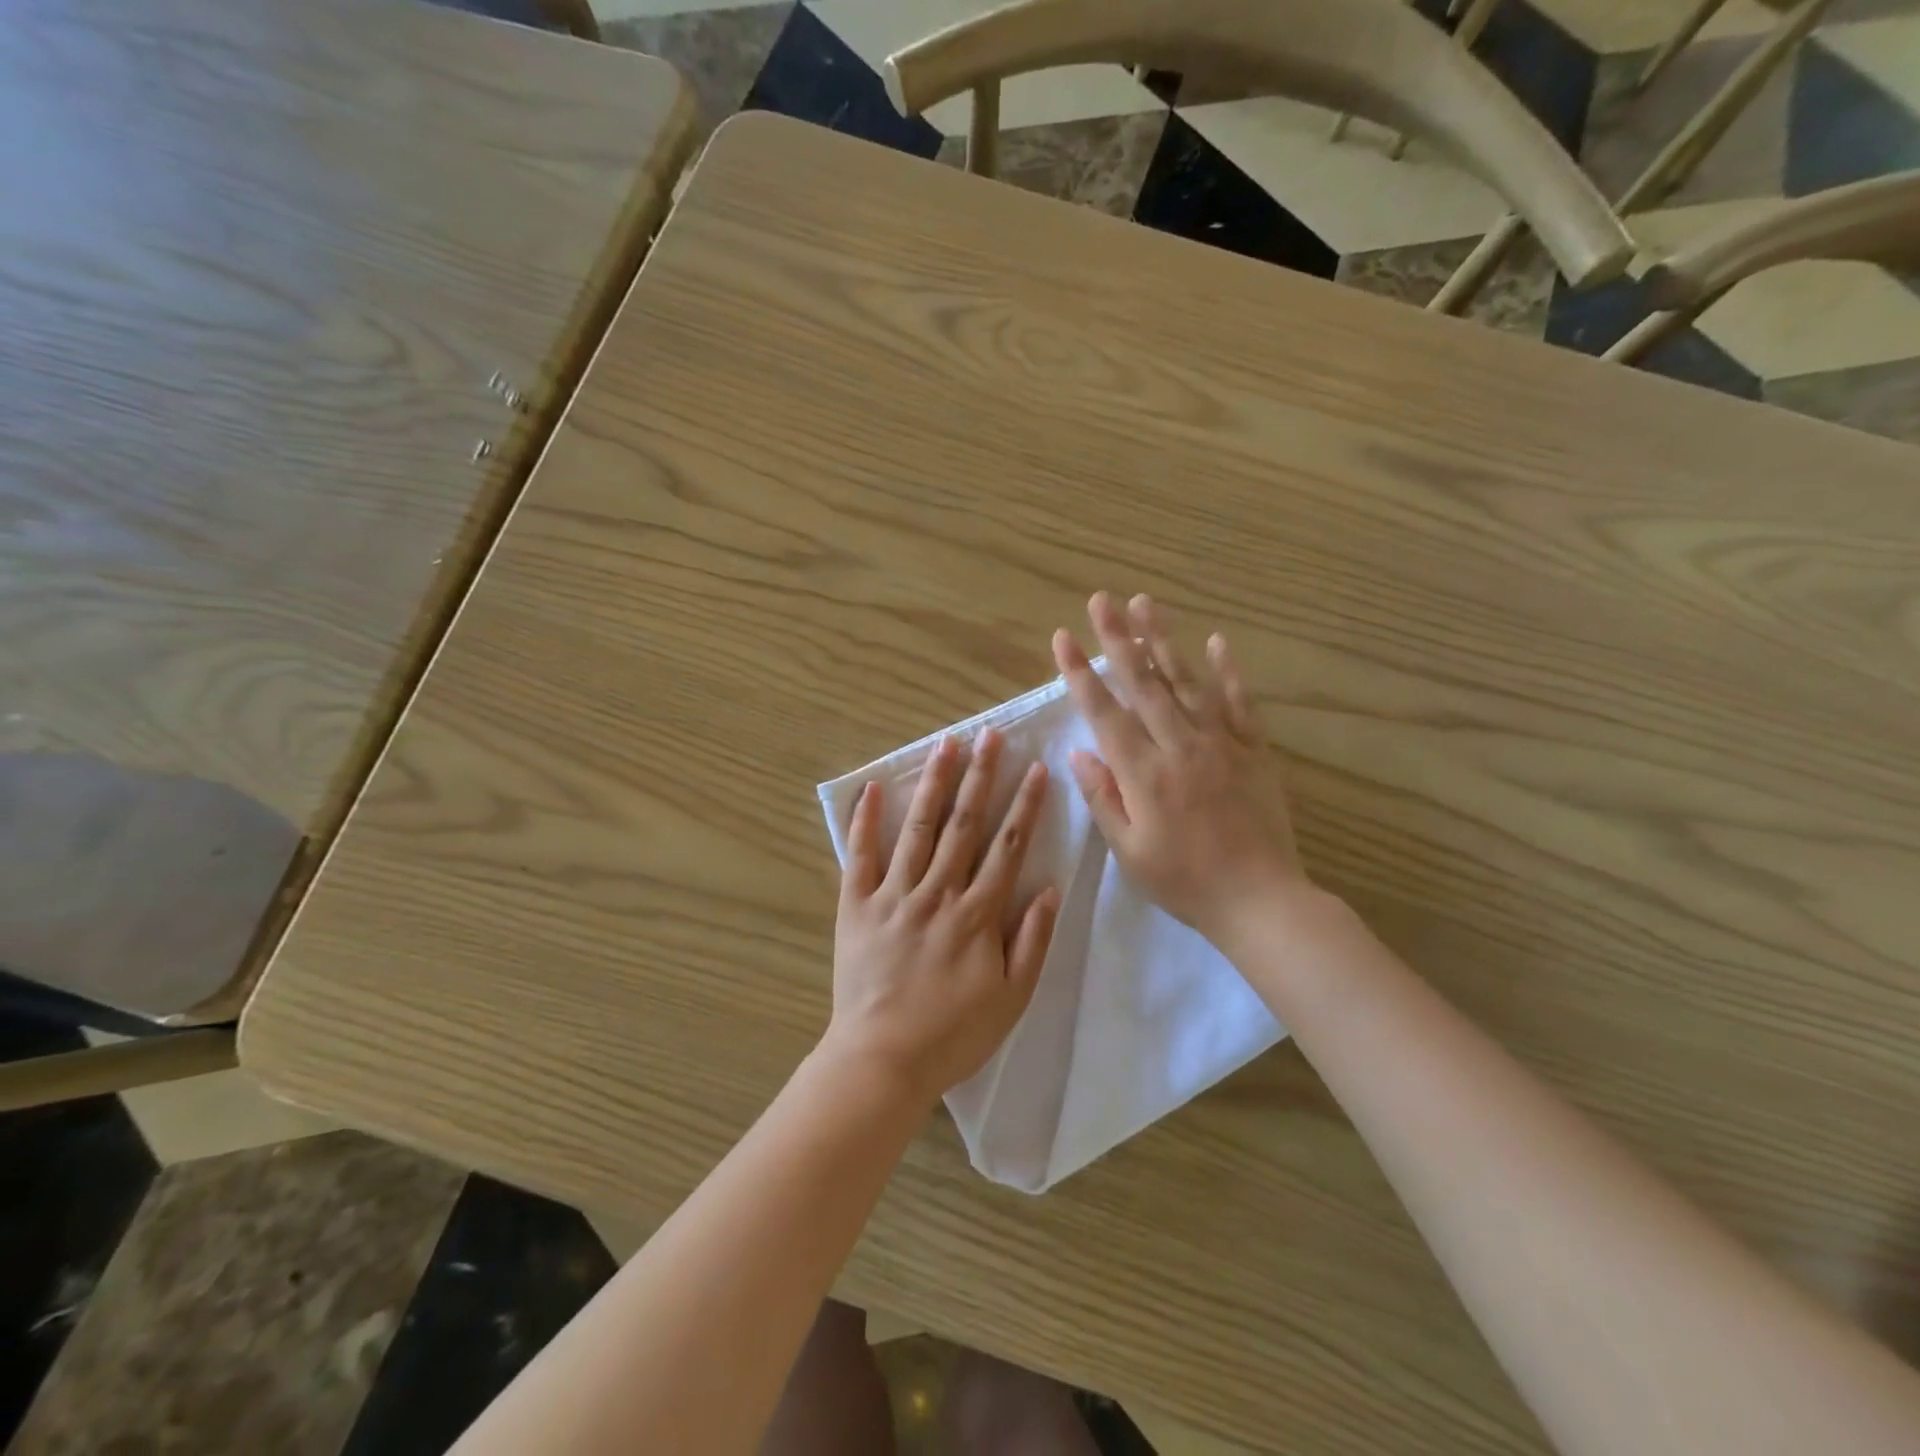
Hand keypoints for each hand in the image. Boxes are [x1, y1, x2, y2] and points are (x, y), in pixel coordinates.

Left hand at [827, 729, 1060, 1107]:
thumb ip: (1032, 941)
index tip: (1035, 769)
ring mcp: (893, 895)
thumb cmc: (953, 1033)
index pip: (1007, 848)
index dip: (1025, 806)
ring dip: (934, 784)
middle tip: (990, 736)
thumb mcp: (1011, 998)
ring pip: (918, 829)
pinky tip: (875, 787)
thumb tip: (1049, 888)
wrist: (882, 1060)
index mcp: (976, 915)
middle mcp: (937, 893)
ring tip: (945, 744)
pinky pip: (861, 856)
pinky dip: (867, 821)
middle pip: (964, 825)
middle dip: (981, 776)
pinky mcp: (857, 906)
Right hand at [1053, 591, 1306, 946]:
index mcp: (1144, 773)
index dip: (1080, 673)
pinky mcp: (1254, 751)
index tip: (1063, 638)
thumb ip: (1104, 796)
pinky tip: (1217, 641)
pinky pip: (1240, 703)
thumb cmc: (1184, 882)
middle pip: (1144, 683)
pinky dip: (1228, 671)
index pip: (1105, 712)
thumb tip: (1080, 752)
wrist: (1261, 901)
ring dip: (1163, 640)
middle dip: (1118, 639)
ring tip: (1145, 603)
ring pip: (1187, 682)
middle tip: (1101, 600)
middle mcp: (1180, 747)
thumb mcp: (1129, 850)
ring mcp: (1221, 744)